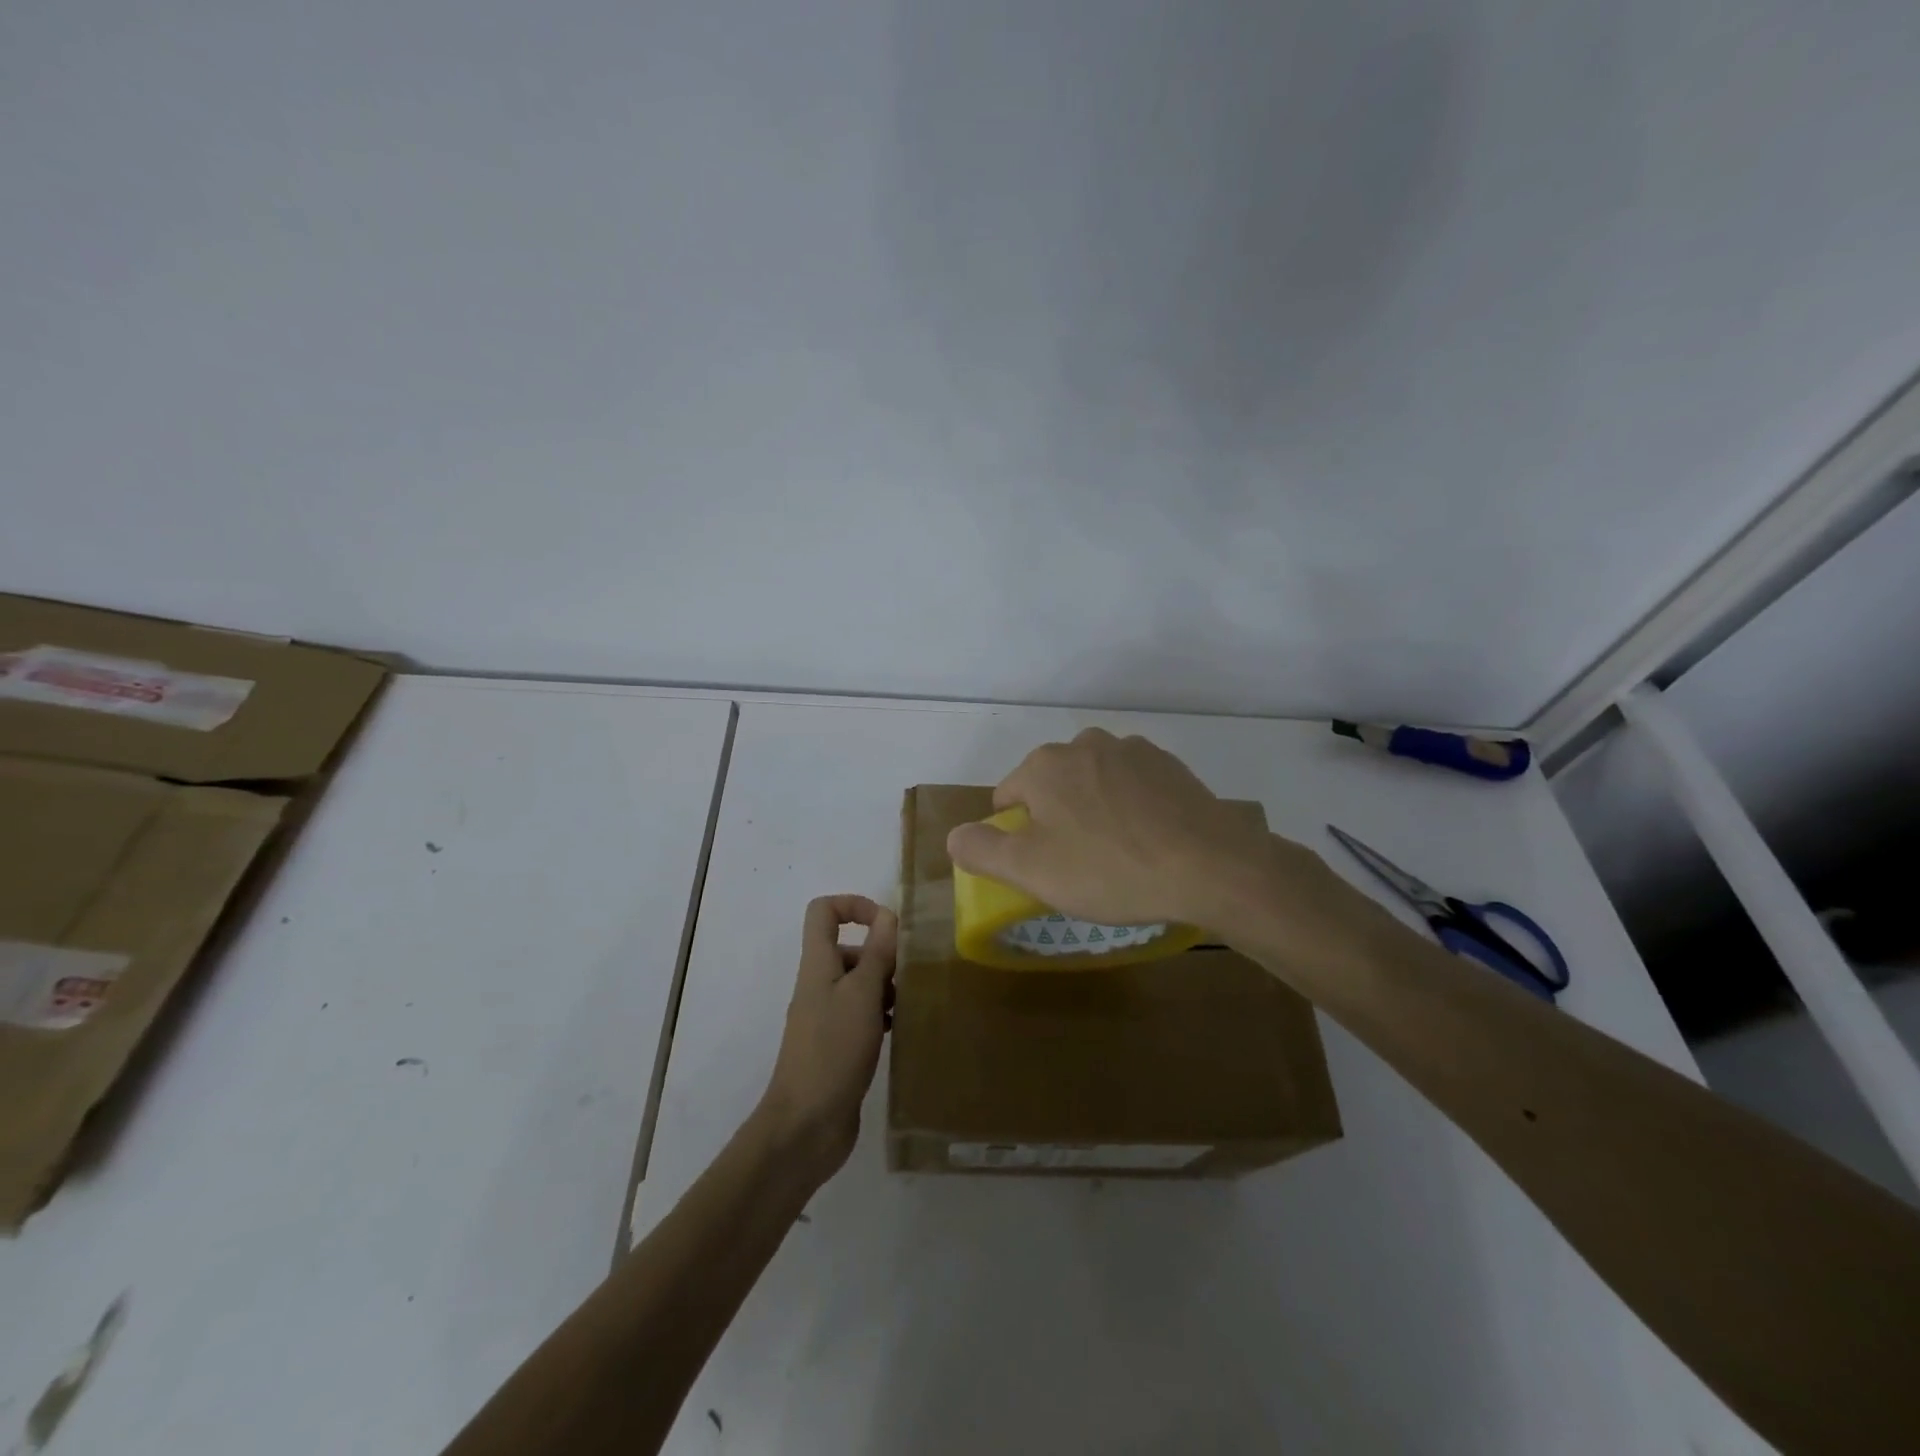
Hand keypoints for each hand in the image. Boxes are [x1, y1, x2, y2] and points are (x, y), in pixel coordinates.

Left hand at [757, 895, 897, 1181]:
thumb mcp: (862, 994)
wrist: (806, 1125)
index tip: (887, 925)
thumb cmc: (833, 1050)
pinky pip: (862, 1016)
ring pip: (859, 984)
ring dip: (886, 987)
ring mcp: (826, 1017)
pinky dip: (883, 1016)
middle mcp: (819, 985)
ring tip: (914, 1004)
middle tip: (911, 976)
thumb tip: (887, 914)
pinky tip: (904, 1031)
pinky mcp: (837, 1047)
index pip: (824, 911)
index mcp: (818, 964)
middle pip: (848, 948)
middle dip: (881, 955)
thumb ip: (877, 953)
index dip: (855, 905)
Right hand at [945, 728, 1306, 931]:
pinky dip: (1131, 808)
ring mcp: (1132, 750)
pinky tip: (1149, 840)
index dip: (1016, 835)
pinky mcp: (1170, 765)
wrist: (1210, 866)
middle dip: (1056, 819)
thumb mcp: (1031, 870)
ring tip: (1118, 854)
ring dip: (1094, 810)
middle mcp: (1084, 744)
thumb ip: (981, 849)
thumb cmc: (1110, 869)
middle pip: (1052, 786)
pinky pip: (1133, 786)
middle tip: (1080, 865)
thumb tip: (953, 835)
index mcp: (1044, 765)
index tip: (1042, 867)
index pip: (1008, 797)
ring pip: (1093, 783)